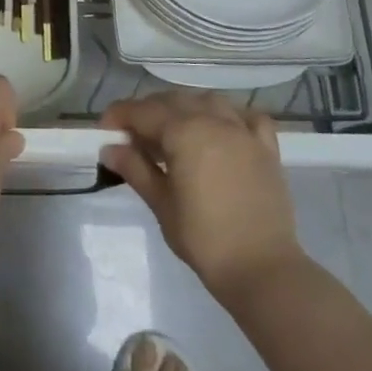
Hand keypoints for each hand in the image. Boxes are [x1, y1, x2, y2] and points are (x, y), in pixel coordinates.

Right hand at [101, 91, 303, 299]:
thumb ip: (135, 169)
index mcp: (184, 132)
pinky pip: (248, 117)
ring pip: (208, 102)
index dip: (120, 116)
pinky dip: (230, 116)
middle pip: (173, 101)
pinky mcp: (267, 149)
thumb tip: (109, 148)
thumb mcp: (161, 204)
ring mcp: (244, 132)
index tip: (104, 129)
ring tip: (172, 130)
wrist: (262, 269)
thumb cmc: (204, 239)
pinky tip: (221, 129)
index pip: (143, 111)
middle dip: (148, 111)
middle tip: (132, 135)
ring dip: (185, 108)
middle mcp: (214, 121)